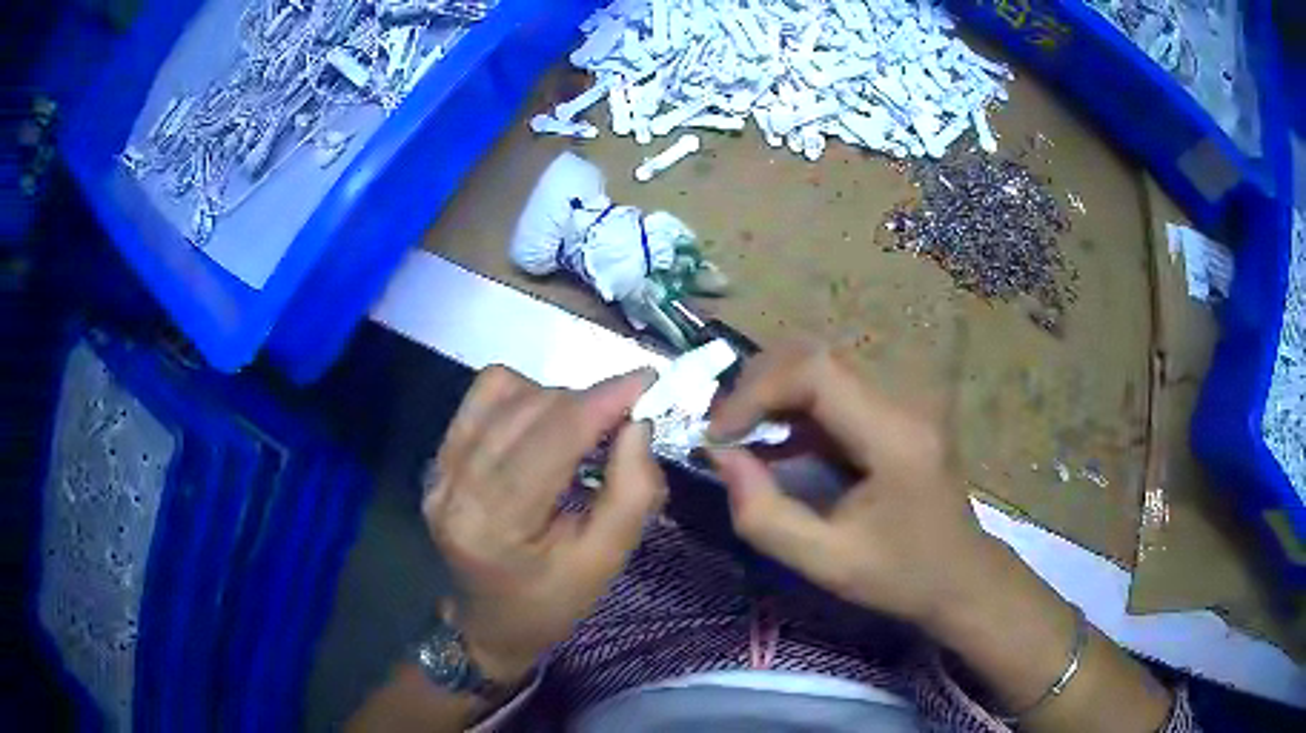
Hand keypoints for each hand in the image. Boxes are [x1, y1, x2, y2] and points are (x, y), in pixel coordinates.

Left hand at [422, 366, 665, 684]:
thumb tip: (638, 424)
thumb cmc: (551, 604)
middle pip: (527, 410)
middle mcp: (454, 486)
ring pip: (502, 392)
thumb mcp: (604, 562)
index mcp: (494, 525)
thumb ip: (630, 493)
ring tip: (583, 426)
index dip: (601, 402)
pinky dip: (522, 396)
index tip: (647, 381)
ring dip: (554, 397)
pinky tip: (543, 424)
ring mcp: (439, 469)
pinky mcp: (438, 458)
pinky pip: (482, 398)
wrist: (489, 622)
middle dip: (586, 401)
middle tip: (624, 418)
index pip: (550, 441)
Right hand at [707, 344, 998, 630]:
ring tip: (742, 435)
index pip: (816, 373)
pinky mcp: (896, 411)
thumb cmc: (901, 577)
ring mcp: (903, 401)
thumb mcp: (826, 563)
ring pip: (823, 366)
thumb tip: (720, 456)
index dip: (756, 391)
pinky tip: (777, 442)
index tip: (718, 435)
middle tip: (724, 432)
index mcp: (894, 437)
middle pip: (817, 357)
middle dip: (758, 386)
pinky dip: (795, 406)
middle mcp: (903, 402)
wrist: (962, 578)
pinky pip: (835, 390)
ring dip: (774, 391)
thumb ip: (764, 515)